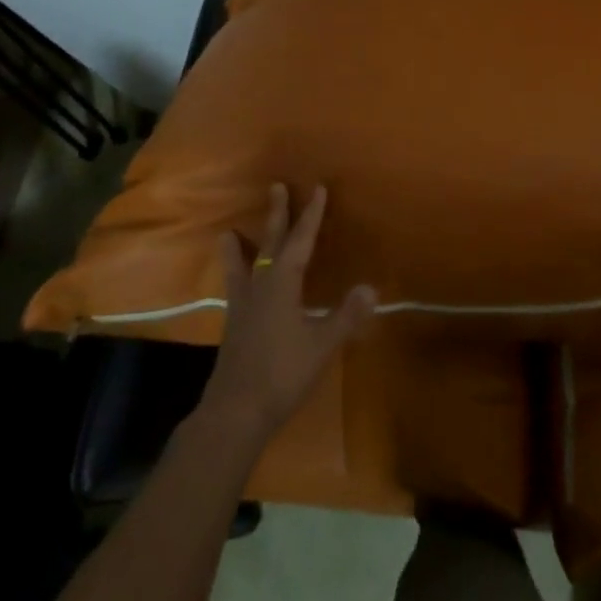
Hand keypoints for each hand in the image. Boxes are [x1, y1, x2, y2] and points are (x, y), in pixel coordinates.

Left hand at [196, 184, 375, 448]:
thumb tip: (371, 287)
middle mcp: (259, 287)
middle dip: (276, 216)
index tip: (318, 189)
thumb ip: (345, 316)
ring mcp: (243, 307)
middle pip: (269, 244)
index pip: (300, 241)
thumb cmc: (282, 374)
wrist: (236, 413)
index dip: (311, 215)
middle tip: (275, 187)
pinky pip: (235, 288)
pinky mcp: (233, 326)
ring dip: (241, 247)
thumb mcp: (321, 345)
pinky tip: (236, 283)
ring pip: (243, 265)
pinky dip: (234, 275)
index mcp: (282, 285)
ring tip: (229, 231)